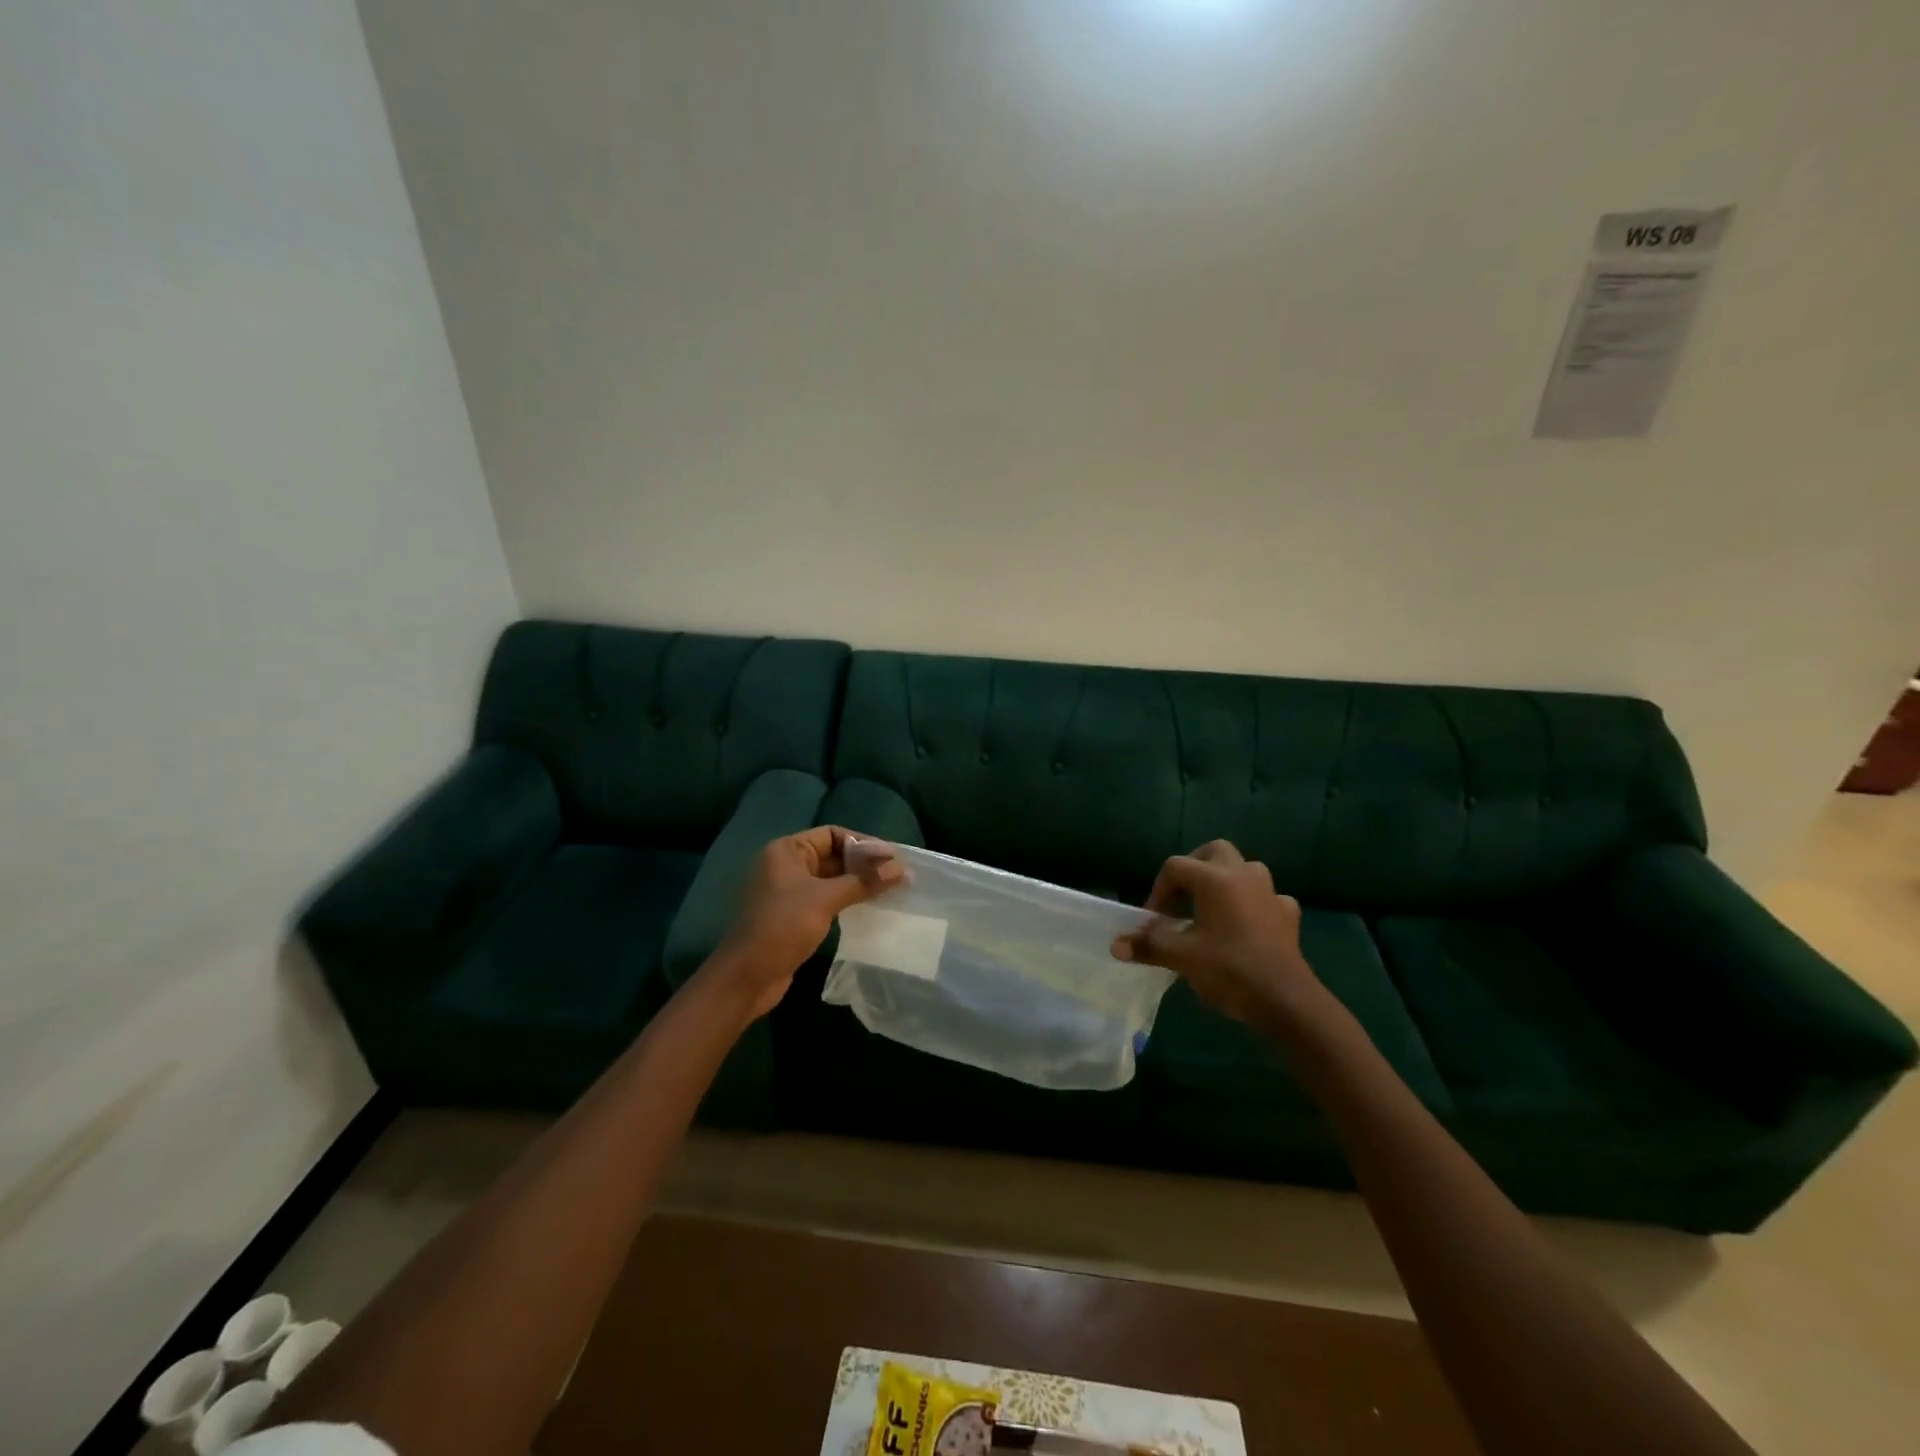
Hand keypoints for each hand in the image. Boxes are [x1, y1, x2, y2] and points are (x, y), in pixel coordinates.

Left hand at [713, 826, 901, 1017]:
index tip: (892, 857)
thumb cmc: (782, 927)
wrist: (747, 977)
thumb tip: (900, 868)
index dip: (863, 843)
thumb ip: (863, 881)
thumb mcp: (825, 899)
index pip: (832, 834)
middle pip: (833, 855)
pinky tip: (869, 908)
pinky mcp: (794, 915)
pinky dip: (847, 900)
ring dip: (858, 883)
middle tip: (897, 875)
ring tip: (890, 890)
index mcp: (787, 851)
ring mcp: (789, 892)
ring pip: (831, 879)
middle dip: (864, 864)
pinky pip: (826, 899)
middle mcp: (786, 865)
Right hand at [1111, 840, 1318, 1027]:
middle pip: (1214, 852)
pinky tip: (1246, 925)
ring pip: (1244, 869)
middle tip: (1180, 897)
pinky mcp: (1288, 915)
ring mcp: (1270, 893)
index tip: (1153, 920)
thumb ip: (1148, 945)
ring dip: (1225, 881)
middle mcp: (1244, 875)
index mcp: (1215, 878)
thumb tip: (1116, 945)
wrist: (1285, 1000)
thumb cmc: (1229, 970)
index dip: (1158, 890)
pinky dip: (1253, 904)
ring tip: (1210, 909)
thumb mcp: (1181, 957)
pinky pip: (1266, 898)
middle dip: (1193, 868)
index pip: (1175, 867)